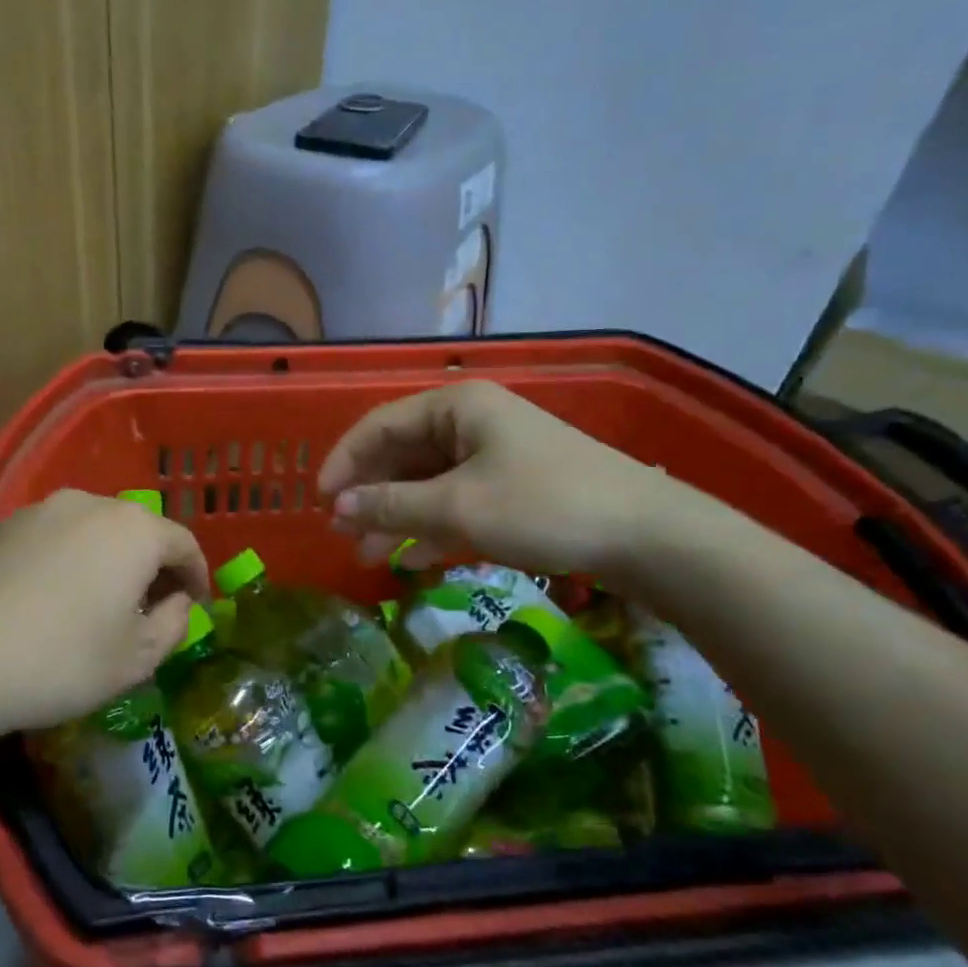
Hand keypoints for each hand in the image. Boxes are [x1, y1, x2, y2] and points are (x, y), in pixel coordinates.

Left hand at [0, 489, 208, 737]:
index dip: (197, 575)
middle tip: (151, 608)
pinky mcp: (3, 526)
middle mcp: (91, 504)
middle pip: (139, 531)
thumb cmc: (61, 661)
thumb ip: (174, 623)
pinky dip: (71, 560)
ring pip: (96, 532)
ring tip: (102, 603)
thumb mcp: (137, 659)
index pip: (183, 543)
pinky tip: (56, 598)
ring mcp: (41, 511)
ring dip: (111, 561)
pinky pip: (57, 538)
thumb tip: (177, 601)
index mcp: (133, 530)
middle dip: (153, 567)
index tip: (197, 604)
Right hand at [318, 381, 697, 582]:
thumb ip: (391, 505)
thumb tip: (338, 506)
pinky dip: (433, 527)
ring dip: (396, 516)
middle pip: (402, 454)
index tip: (320, 502)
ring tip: (368, 555)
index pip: (379, 426)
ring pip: (428, 482)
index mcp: (456, 407)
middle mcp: (472, 422)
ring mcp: (495, 455)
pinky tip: (414, 559)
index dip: (344, 462)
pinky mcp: (514, 487)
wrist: (648, 536)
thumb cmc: (543, 506)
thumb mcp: (457, 507)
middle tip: (341, 534)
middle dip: (369, 495)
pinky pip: (457, 501)